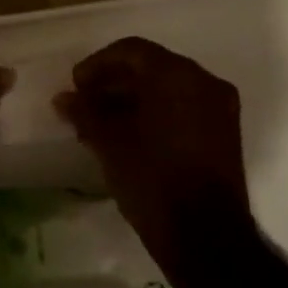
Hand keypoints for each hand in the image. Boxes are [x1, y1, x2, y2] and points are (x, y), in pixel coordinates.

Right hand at [53, 38, 248, 259]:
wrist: (205, 237)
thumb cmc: (152, 178)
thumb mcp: (109, 142)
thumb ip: (85, 112)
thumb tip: (64, 98)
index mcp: (177, 74)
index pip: (131, 51)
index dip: (98, 64)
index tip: (76, 86)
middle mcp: (204, 82)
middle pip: (151, 68)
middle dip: (114, 82)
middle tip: (85, 104)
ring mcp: (219, 108)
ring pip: (168, 89)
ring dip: (133, 100)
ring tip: (101, 124)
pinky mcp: (224, 134)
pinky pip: (184, 109)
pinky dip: (156, 114)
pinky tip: (129, 136)